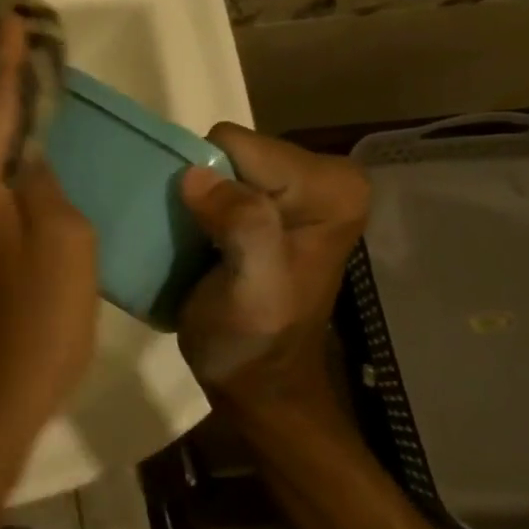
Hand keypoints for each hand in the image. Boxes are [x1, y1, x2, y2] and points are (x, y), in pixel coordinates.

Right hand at [175, 124, 368, 429]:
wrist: (258, 382)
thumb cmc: (254, 341)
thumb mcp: (252, 291)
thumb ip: (244, 229)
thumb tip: (196, 176)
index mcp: (332, 188)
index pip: (235, 145)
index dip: (208, 185)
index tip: (205, 234)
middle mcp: (324, 176)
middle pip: (228, 150)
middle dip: (203, 190)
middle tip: (200, 242)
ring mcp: (299, 189)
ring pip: (218, 163)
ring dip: (198, 200)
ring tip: (198, 243)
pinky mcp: (274, 204)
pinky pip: (219, 180)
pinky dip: (201, 206)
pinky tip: (202, 240)